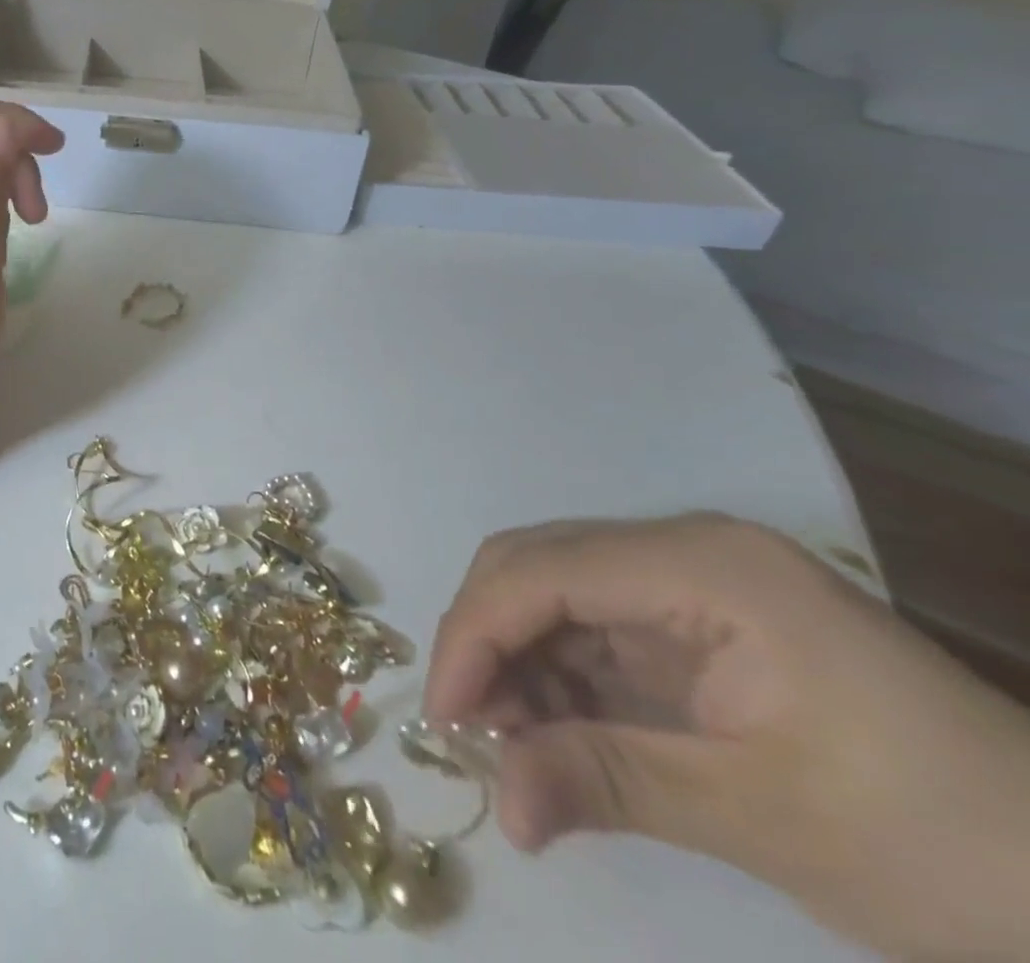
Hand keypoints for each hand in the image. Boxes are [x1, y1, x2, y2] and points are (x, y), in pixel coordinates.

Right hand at [426, 515, 1029, 959]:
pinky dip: (557, 678)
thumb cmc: (952, 847)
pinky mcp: (696, 624)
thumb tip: (499, 807)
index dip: (476, 634)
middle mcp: (681, 549)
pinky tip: (550, 730)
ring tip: (505, 739)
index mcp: (701, 564)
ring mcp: (689, 583)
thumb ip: (611, 785)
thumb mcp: (769, 819)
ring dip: (516, 660)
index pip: (542, 572)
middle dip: (486, 638)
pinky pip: (593, 630)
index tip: (444, 716)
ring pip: (554, 594)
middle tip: (464, 724)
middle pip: (536, 566)